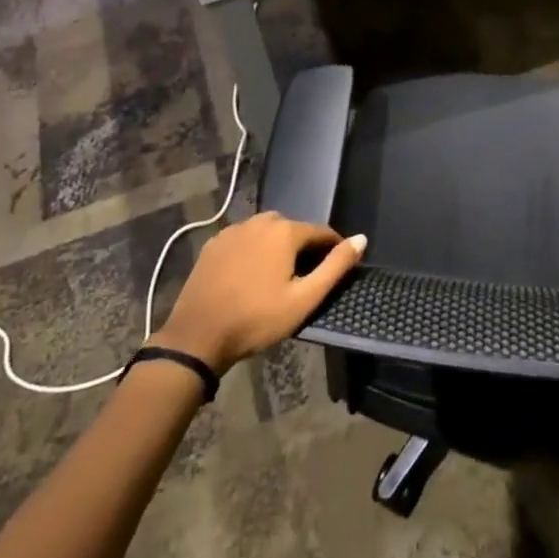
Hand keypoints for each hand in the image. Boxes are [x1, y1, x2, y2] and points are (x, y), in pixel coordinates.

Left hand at [153, 212, 366, 371]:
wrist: (197, 336)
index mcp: (285, 231)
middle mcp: (260, 221)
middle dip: (303, 248)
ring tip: (277, 277)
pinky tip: (249, 275)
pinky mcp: (214, 243)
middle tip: (304, 278)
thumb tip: (361, 239)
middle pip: (293, 229)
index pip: (321, 232)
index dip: (333, 248)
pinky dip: (253, 251)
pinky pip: (244, 240)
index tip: (336, 268)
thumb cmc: (256, 319)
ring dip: (276, 247)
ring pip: (266, 232)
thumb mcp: (303, 299)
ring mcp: (234, 230)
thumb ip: (335, 267)